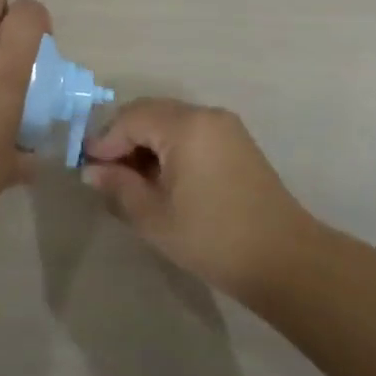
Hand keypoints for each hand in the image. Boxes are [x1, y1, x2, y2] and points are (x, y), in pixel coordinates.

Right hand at [82, 99, 313, 300]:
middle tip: (106, 172)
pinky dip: (169, 147)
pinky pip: (191, 132)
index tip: (88, 168)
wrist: (287, 262)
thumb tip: (92, 170)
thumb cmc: (213, 238)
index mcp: (185, 126)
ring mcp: (225, 127)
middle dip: (123, 138)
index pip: (129, 119)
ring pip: (169, 121)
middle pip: (149, 113)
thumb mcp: (153, 216)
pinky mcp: (237, 143)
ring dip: (145, 142)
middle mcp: (205, 115)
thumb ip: (118, 186)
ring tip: (132, 179)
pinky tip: (162, 178)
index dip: (104, 141)